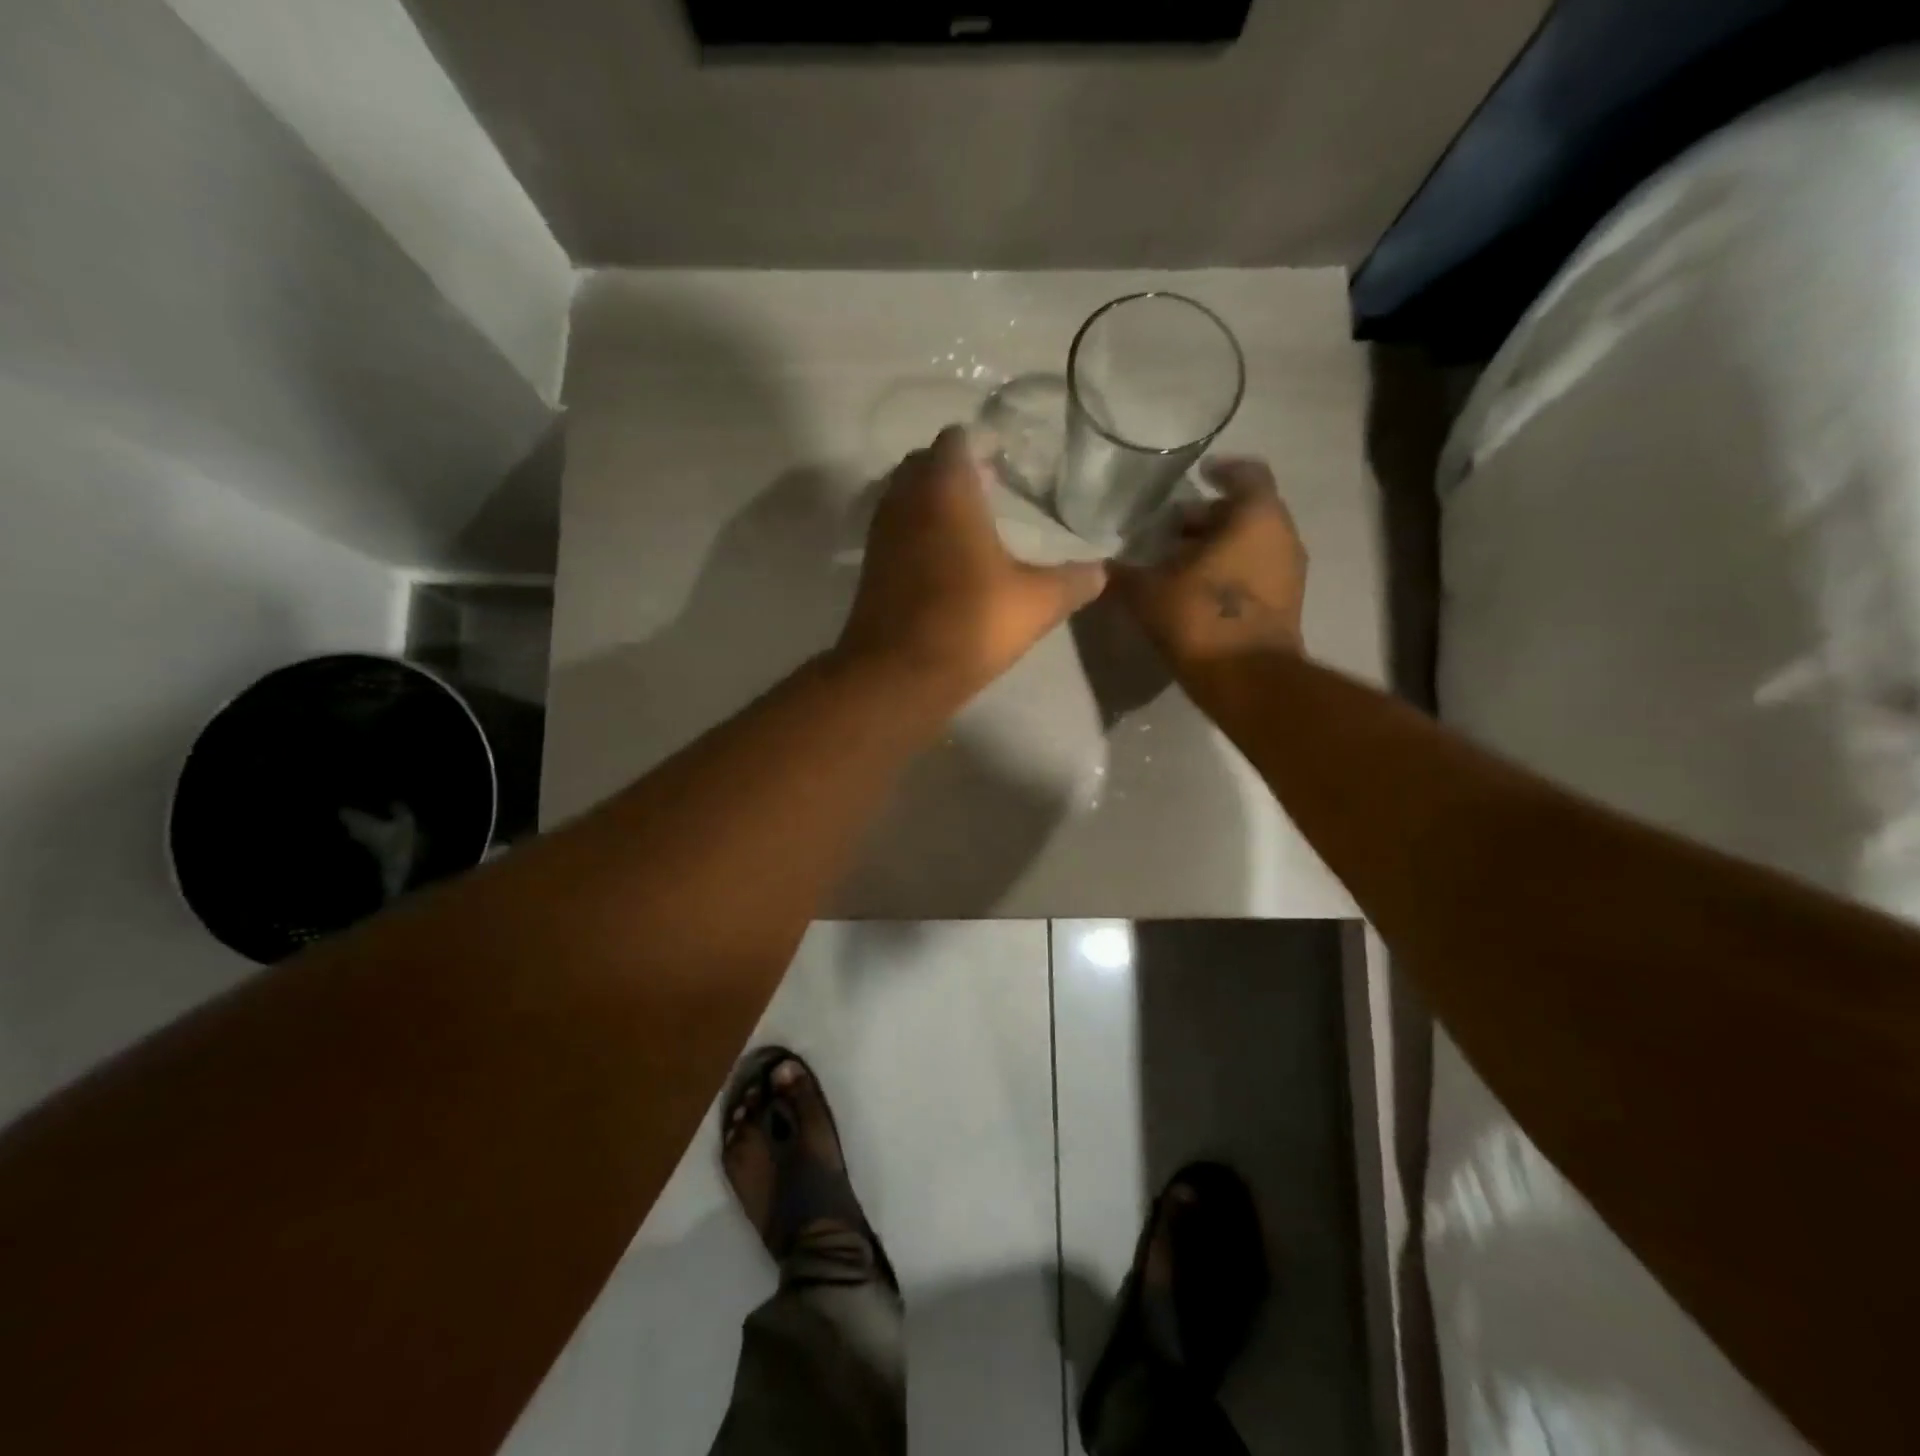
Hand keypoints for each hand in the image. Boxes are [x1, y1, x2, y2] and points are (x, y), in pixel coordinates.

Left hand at [837, 427, 1107, 711]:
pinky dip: (916, 529)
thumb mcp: (1037, 603)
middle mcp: (906, 499)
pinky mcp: (871, 565)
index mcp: (946, 489)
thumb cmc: (970, 624)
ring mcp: (882, 532)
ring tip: (969, 521)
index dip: (980, 442)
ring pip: (905, 495)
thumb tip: (1102, 571)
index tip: (1005, 459)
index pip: (956, 439)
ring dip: (931, 498)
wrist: (899, 674)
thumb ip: (1074, 581)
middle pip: (925, 462)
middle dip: (953, 467)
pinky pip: (895, 528)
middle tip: (990, 486)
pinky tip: (944, 557)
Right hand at [1112, 458, 1307, 670]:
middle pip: (1246, 511)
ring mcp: (1289, 572)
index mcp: (1256, 517)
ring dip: (1218, 546)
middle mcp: (1282, 536)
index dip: (1221, 470)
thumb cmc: (1201, 618)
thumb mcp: (1148, 592)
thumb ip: (1124, 573)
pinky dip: (1229, 570)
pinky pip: (1255, 571)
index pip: (1246, 473)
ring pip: (1251, 543)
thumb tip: (1101, 567)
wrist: (1248, 680)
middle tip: (1170, 528)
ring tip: (1177, 560)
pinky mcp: (1286, 604)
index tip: (1198, 474)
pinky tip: (1195, 588)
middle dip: (1208, 516)